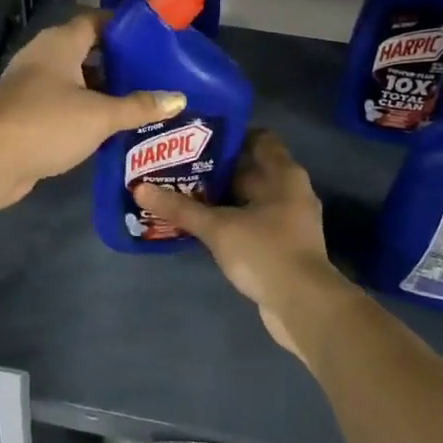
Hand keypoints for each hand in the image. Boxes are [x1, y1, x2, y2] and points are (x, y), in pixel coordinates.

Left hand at [0, 13, 184, 210]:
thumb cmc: (47, 124)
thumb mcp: (100, 115)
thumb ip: (139, 106)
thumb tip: (178, 98)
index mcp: (60, 43)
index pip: (95, 21)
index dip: (123, 27)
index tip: (153, 38)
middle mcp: (43, 57)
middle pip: (86, 50)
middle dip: (118, 62)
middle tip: (152, 73)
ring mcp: (30, 85)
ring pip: (74, 80)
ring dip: (101, 89)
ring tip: (138, 100)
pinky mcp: (24, 113)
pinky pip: (62, 103)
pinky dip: (84, 110)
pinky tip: (108, 126)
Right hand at [133, 130, 352, 361]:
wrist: (303, 307)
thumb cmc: (265, 252)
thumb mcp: (218, 228)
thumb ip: (180, 207)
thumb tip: (139, 188)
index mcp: (284, 174)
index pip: (259, 138)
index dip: (230, 135)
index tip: (197, 136)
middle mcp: (290, 191)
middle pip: (251, 168)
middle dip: (217, 168)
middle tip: (179, 164)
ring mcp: (289, 220)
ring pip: (250, 198)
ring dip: (221, 196)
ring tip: (182, 191)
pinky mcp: (282, 245)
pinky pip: (252, 221)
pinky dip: (230, 219)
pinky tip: (202, 224)